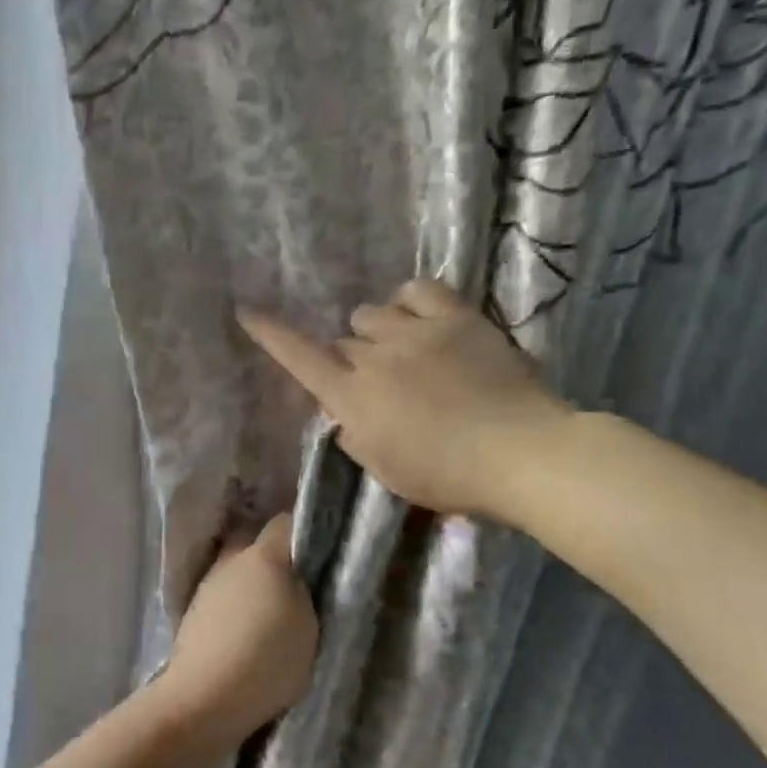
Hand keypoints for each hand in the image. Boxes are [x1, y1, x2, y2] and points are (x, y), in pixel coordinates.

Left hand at [158, 514, 317, 749]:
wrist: (205, 697)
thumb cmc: (267, 658)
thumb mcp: (309, 625)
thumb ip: (304, 590)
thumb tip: (297, 576)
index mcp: (263, 556)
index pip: (286, 522)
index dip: (304, 531)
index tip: (321, 549)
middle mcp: (230, 560)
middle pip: (255, 542)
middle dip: (274, 555)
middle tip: (298, 580)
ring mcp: (207, 585)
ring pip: (236, 570)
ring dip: (252, 582)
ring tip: (272, 609)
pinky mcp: (193, 613)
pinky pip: (223, 596)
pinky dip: (236, 604)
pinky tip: (246, 628)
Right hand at [238, 279, 574, 526]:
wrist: (521, 453)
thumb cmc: (447, 477)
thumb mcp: (386, 469)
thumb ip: (355, 435)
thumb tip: (344, 411)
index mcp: (353, 398)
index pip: (299, 359)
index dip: (270, 335)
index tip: (246, 310)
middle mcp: (374, 357)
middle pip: (343, 343)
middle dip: (350, 362)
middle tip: (378, 386)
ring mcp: (416, 331)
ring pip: (372, 313)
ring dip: (376, 332)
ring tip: (401, 351)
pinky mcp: (457, 317)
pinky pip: (418, 290)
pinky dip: (409, 302)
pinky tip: (418, 318)